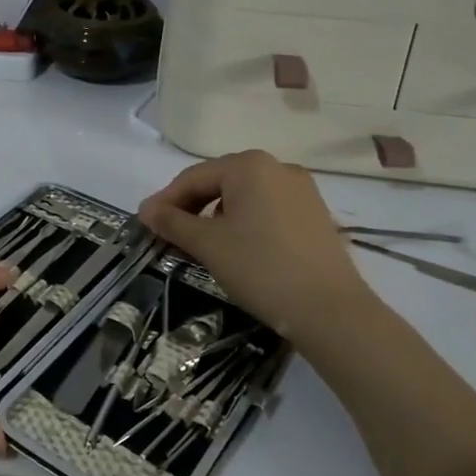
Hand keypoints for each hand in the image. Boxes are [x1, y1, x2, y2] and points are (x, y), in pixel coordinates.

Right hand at [139, 151, 374, 340]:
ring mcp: (302, 190)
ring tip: (203, 244)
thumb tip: (146, 209)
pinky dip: (245, 223)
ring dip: (217, 216)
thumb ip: (173, 222)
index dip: (166, 200)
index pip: (194, 177)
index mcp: (249, 165)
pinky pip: (268, 209)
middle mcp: (278, 167)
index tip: (146, 223)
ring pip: (245, 196)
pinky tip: (239, 249)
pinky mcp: (315, 215)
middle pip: (220, 182)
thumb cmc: (259, 267)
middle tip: (170, 234)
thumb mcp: (208, 244)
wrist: (329, 309)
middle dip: (192, 206)